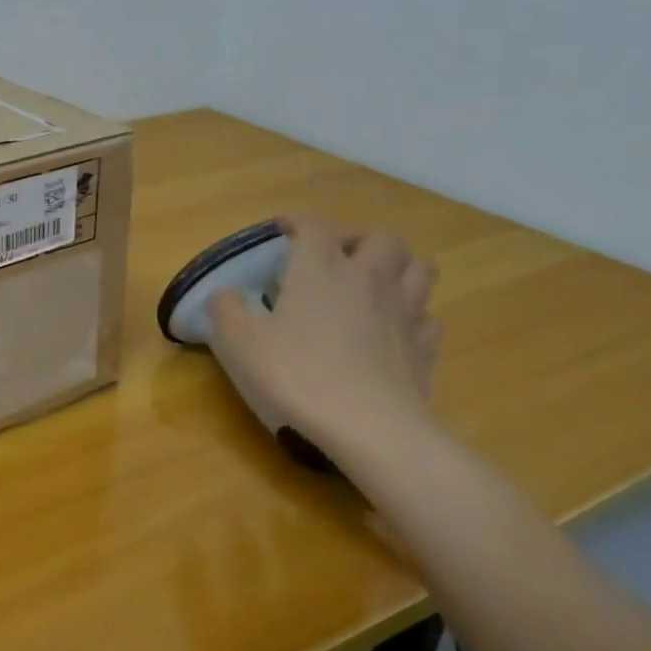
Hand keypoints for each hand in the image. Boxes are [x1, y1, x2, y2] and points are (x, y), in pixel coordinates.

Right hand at [206, 217, 442, 453]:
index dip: (297, 221)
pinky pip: (427, 315)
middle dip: (356, 239)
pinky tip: (392, 327)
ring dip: (396, 266)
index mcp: (320, 269)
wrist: (369, 428)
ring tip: (372, 282)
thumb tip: (223, 294)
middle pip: (379, 238)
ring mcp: (404, 312)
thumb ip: (224, 309)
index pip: (315, 226)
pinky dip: (411, 312)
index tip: (281, 229)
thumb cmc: (296, 375)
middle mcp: (368, 279)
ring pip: (417, 267)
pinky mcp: (425, 348)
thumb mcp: (238, 342)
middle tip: (333, 257)